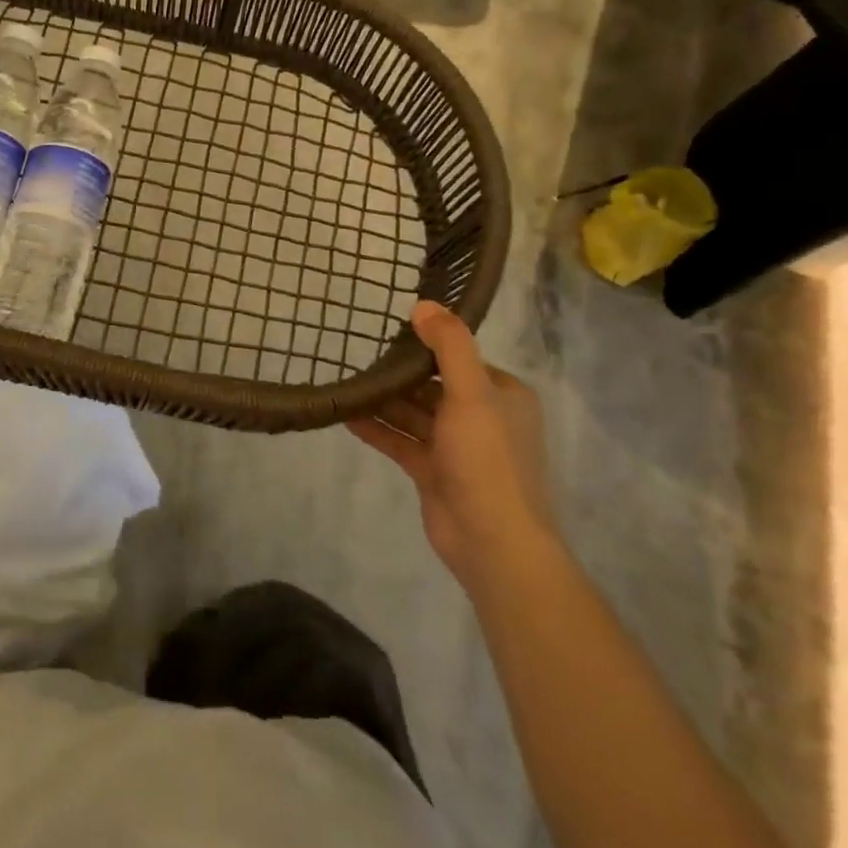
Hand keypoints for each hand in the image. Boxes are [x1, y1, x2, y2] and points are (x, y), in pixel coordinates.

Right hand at [348, 300, 555, 592]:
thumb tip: (423, 304)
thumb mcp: (472, 392)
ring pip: (414, 413)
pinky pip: (401, 441)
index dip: (427, 343)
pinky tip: (345, 414)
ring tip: (347, 379)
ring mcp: (456, 448)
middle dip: (400, 372)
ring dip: (384, 400)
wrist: (493, 543)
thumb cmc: (487, 460)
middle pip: (433, 385)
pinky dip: (377, 428)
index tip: (390, 328)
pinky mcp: (433, 472)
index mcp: (502, 396)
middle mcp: (482, 417)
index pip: (460, 358)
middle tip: (358, 350)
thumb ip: (449, 346)